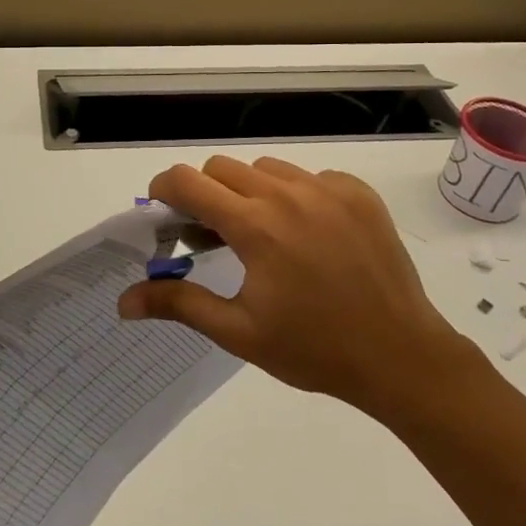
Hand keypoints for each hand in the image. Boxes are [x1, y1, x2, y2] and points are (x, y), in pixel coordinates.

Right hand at [118, 157, 475, 422]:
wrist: (401, 356)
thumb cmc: (313, 349)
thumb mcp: (239, 332)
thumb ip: (179, 303)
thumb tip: (124, 302)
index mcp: (255, 225)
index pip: (188, 181)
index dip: (165, 190)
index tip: (163, 213)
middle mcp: (288, 194)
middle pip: (222, 169)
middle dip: (205, 194)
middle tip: (211, 236)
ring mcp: (327, 188)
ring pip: (265, 169)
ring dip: (249, 192)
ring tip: (261, 235)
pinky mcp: (357, 192)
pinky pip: (309, 177)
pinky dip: (295, 195)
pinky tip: (307, 235)